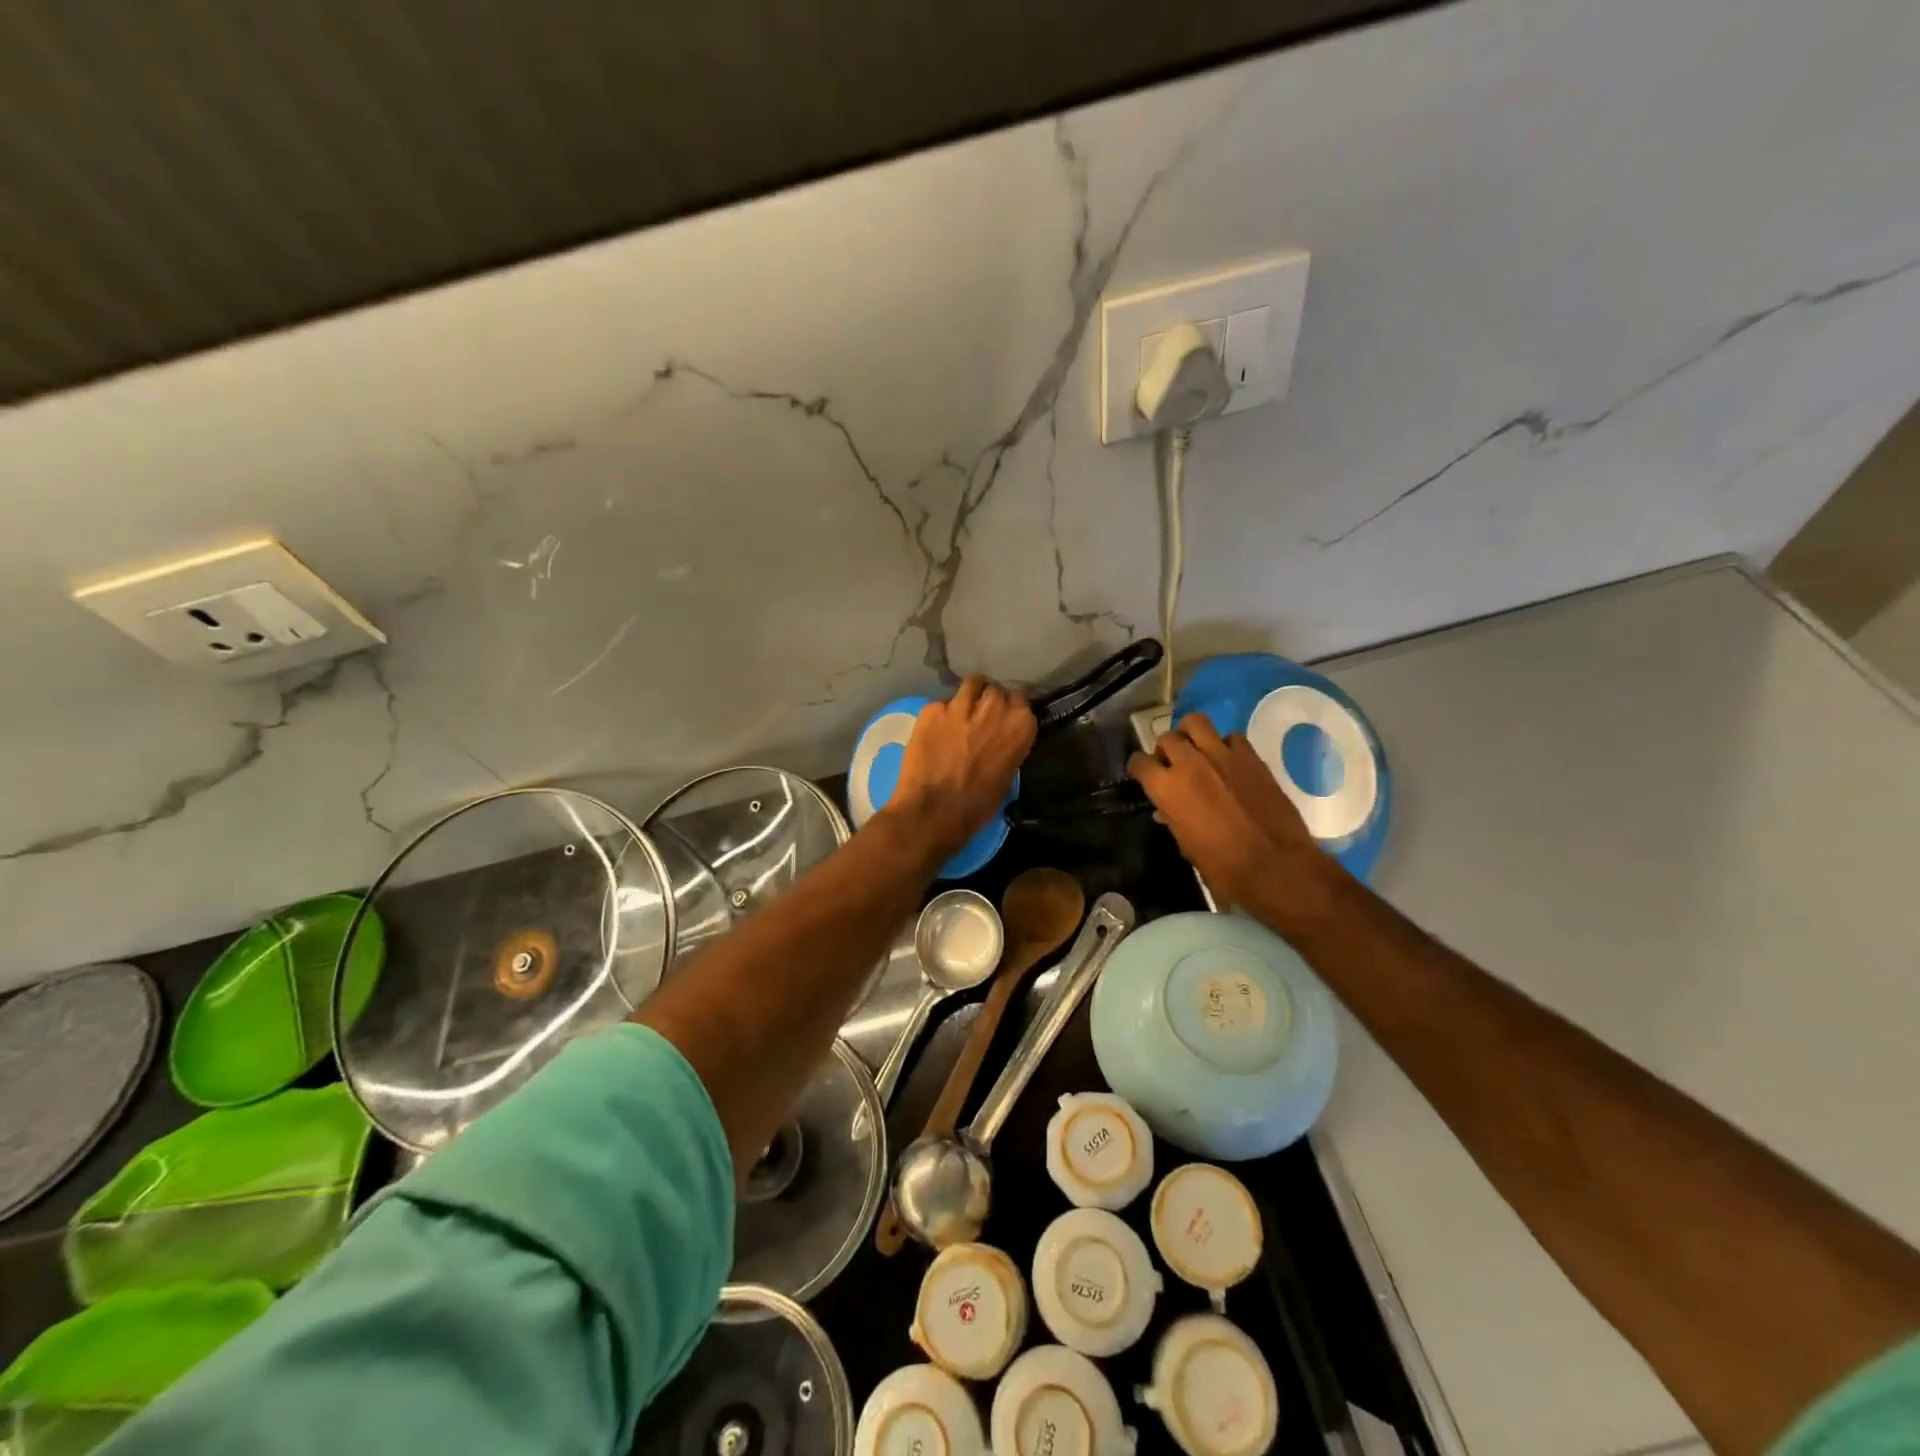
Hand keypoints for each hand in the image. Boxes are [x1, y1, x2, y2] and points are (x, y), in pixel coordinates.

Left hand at [886, 676, 1036, 860]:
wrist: (934, 810)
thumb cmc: (977, 804)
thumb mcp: (1007, 775)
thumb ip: (1008, 746)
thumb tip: (1000, 740)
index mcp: (1020, 725)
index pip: (1020, 699)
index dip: (1009, 708)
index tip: (1002, 718)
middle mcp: (994, 707)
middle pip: (995, 690)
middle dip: (989, 701)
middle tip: (980, 717)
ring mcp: (961, 704)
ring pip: (970, 684)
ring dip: (968, 696)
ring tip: (961, 712)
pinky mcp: (932, 708)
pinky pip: (942, 703)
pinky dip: (941, 713)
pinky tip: (935, 729)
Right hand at [1128, 713, 1339, 923]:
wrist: (1276, 866)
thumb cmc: (1223, 867)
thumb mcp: (1187, 847)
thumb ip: (1173, 820)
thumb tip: (1166, 811)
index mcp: (1167, 789)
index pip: (1140, 762)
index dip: (1139, 768)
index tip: (1143, 774)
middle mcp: (1189, 764)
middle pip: (1167, 738)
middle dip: (1165, 750)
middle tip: (1173, 764)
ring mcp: (1222, 755)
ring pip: (1196, 722)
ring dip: (1190, 734)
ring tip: (1196, 750)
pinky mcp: (1251, 756)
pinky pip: (1231, 737)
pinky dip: (1225, 745)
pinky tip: (1228, 761)